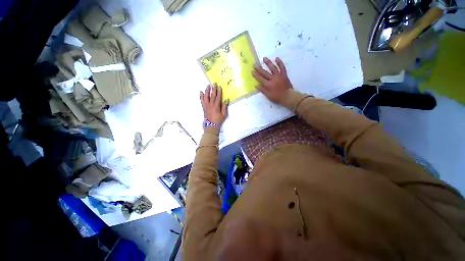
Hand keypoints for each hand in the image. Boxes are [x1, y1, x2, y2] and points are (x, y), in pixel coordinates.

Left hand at [200, 84, 228, 125]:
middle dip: (213, 89)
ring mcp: (206, 106)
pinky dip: (201, 96)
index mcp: (216, 107)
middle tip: (214, 84)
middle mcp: (210, 105)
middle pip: (212, 96)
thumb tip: (226, 100)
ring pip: (206, 97)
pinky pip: (202, 101)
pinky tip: (201, 92)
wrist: (211, 125)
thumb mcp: (224, 114)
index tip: (219, 87)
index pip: (218, 97)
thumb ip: (224, 107)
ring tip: (208, 86)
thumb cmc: (218, 120)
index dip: (219, 92)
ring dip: (207, 91)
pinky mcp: (203, 107)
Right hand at [252, 57, 292, 104]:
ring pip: (273, 68)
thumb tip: (256, 85)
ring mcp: (279, 76)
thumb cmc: (277, 97)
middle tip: (255, 64)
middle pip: (265, 73)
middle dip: (259, 69)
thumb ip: (262, 90)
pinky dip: (280, 62)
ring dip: (268, 63)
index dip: (256, 75)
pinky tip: (276, 58)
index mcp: (268, 85)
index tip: (252, 71)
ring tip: (264, 58)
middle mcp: (273, 79)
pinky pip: (282, 67)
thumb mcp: (268, 96)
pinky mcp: (284, 74)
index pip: (260, 79)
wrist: (287, 96)